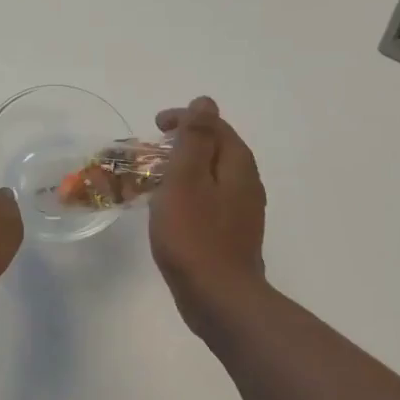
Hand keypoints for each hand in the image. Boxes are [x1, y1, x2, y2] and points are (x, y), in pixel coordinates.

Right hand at [149, 97, 266, 314]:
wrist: (219, 298)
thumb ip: (194, 139)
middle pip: (215, 149)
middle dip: (184, 143)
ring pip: (212, 176)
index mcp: (237, 165)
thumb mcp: (186, 179)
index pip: (214, 125)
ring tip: (156, 177)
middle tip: (152, 149)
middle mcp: (247, 183)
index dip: (184, 119)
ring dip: (185, 169)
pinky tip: (172, 209)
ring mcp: (242, 211)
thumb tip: (205, 102)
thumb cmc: (194, 235)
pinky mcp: (232, 234)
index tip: (155, 126)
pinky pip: (210, 200)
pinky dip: (189, 193)